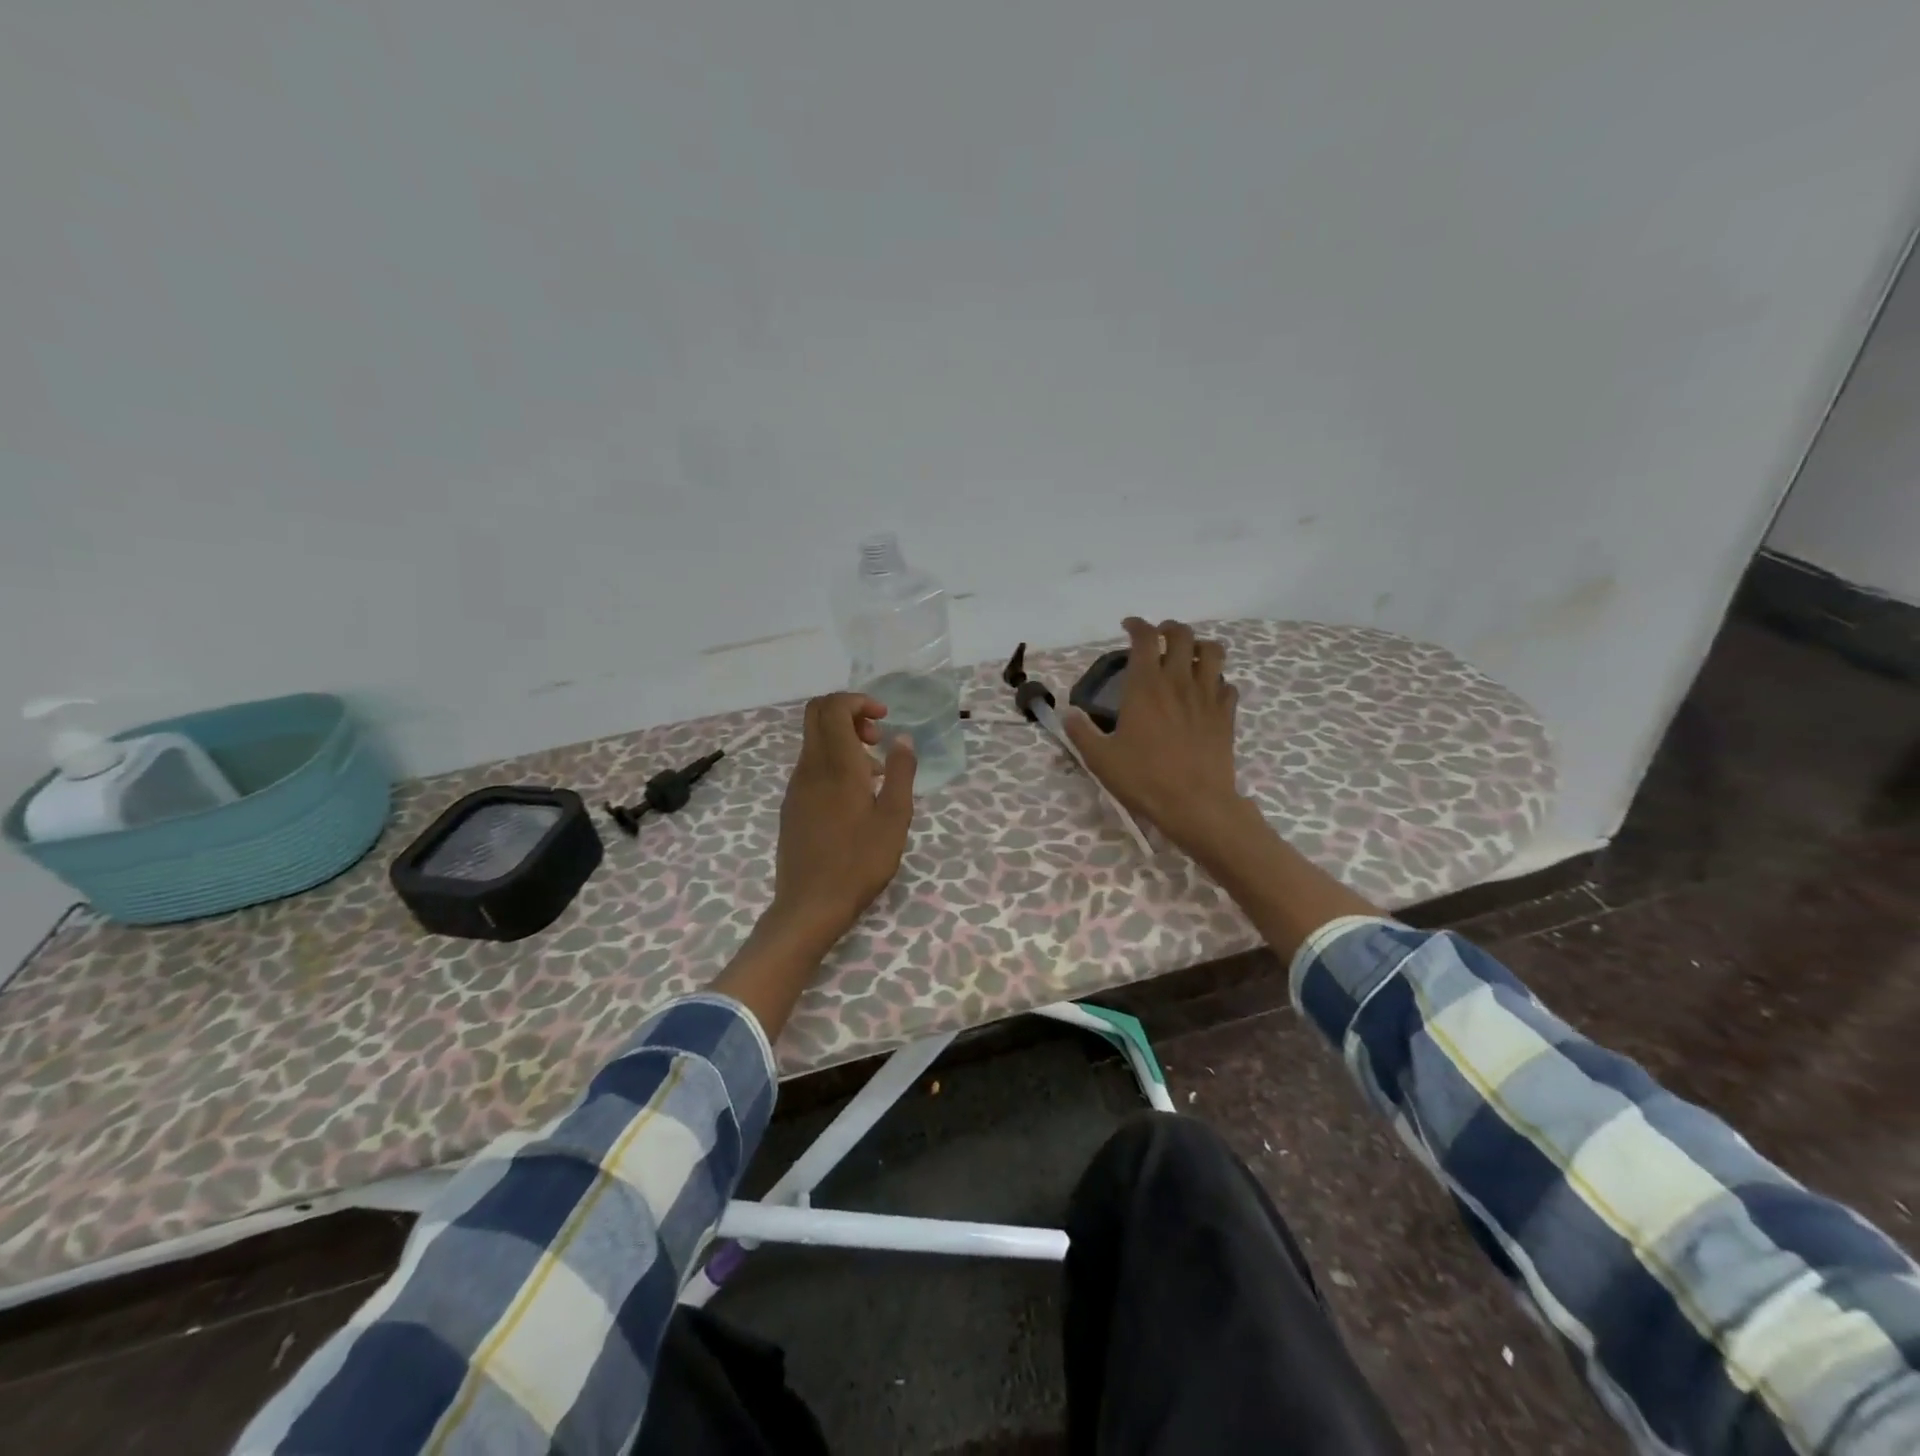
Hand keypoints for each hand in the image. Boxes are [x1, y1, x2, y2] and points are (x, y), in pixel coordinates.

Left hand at [768, 692, 917, 948]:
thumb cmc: (860, 862)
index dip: (858, 701)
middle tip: (877, 739)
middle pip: (817, 714)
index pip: (833, 707)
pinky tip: (855, 797)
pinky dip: (833, 762)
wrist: (810, 905)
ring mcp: (796, 786)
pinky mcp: (792, 804)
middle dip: (849, 713)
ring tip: (876, 774)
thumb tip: (903, 738)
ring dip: (843, 740)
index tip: (884, 719)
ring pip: (814, 741)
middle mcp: (810, 767)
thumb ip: (901, 773)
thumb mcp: (895, 818)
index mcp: (836, 765)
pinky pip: (811, 765)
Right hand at [1064, 618, 1251, 859]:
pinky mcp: (1226, 715)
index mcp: (1145, 686)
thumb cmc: (1144, 778)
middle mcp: (1178, 681)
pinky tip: (1207, 692)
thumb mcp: (1100, 759)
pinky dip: (1217, 680)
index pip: (1145, 638)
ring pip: (1213, 652)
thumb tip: (1068, 713)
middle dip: (1170, 628)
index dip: (1137, 625)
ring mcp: (1207, 696)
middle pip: (1183, 635)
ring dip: (1200, 646)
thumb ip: (1081, 732)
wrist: (1195, 804)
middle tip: (1159, 637)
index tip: (1128, 626)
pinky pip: (1227, 684)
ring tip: (1189, 656)